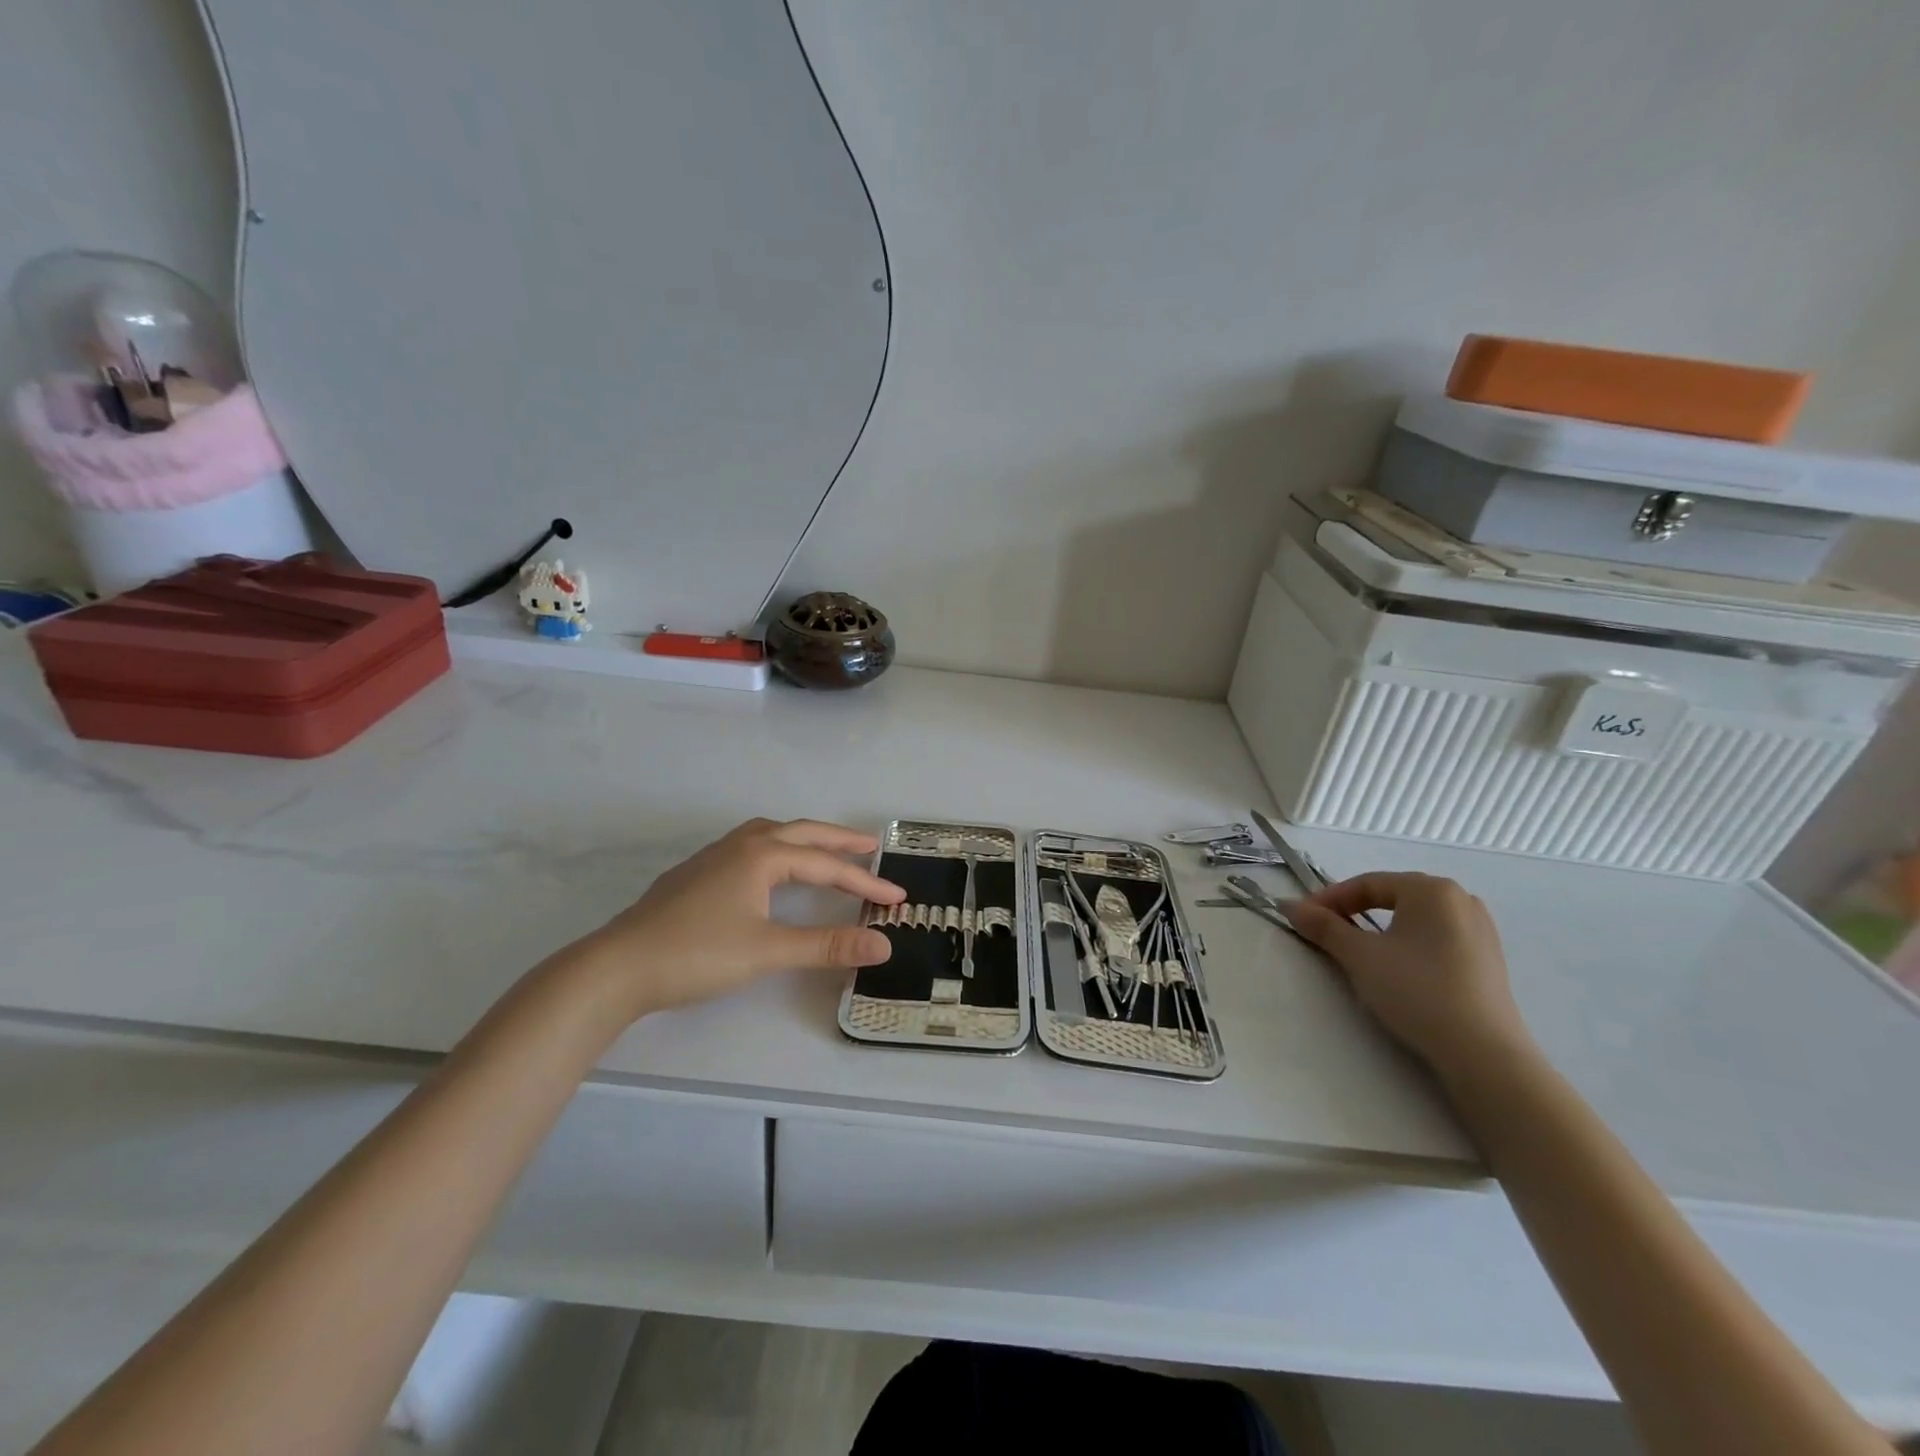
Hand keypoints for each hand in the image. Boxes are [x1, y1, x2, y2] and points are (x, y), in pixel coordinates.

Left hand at [575, 818, 904, 1018]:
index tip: (897, 898)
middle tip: (871, 846)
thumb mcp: (768, 951)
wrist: (617, 966)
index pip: (826, 866)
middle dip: (839, 840)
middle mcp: (741, 845)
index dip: (865, 882)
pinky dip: (777, 847)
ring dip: (805, 838)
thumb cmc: (697, 954)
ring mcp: (714, 856)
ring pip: (771, 833)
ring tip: (825, 849)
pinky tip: (771, 869)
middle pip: (802, 833)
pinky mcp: (696, 873)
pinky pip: (751, 845)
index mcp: (762, 856)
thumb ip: (827, 945)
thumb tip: (884, 943)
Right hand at [1284, 872, 1531, 1080]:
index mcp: (1431, 889)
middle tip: (1326, 932)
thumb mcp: (1360, 956)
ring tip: (1358, 950)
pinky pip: (1436, 937)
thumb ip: (1323, 926)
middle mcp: (1461, 899)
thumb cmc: (1416, 990)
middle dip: (1354, 911)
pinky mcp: (1488, 959)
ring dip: (1381, 928)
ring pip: (1415, 918)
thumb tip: (1289, 906)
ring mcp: (1481, 929)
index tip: (1302, 918)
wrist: (1483, 1053)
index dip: (1329, 899)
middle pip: (1393, 896)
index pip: (1367, 883)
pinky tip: (1398, 968)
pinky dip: (1409, 944)